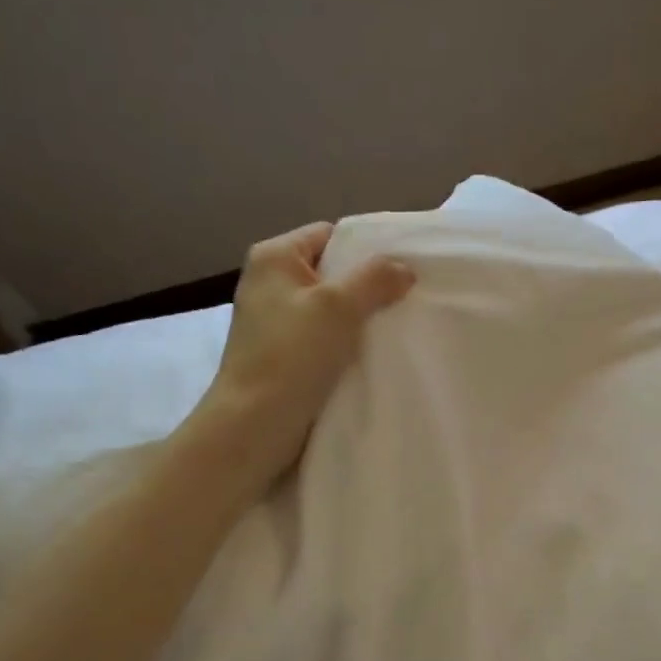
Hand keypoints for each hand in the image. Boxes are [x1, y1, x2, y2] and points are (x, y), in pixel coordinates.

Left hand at [195, 221, 414, 483]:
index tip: (403, 270)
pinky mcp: (284, 355)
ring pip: (331, 309)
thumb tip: (404, 268)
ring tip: (395, 328)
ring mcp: (275, 321)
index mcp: (274, 257)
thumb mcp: (338, 307)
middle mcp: (270, 283)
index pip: (329, 235)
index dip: (367, 249)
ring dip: (359, 320)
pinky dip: (346, 344)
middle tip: (406, 300)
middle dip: (368, 287)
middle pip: (332, 272)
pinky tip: (372, 355)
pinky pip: (324, 338)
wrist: (254, 425)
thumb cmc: (291, 356)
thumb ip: (375, 279)